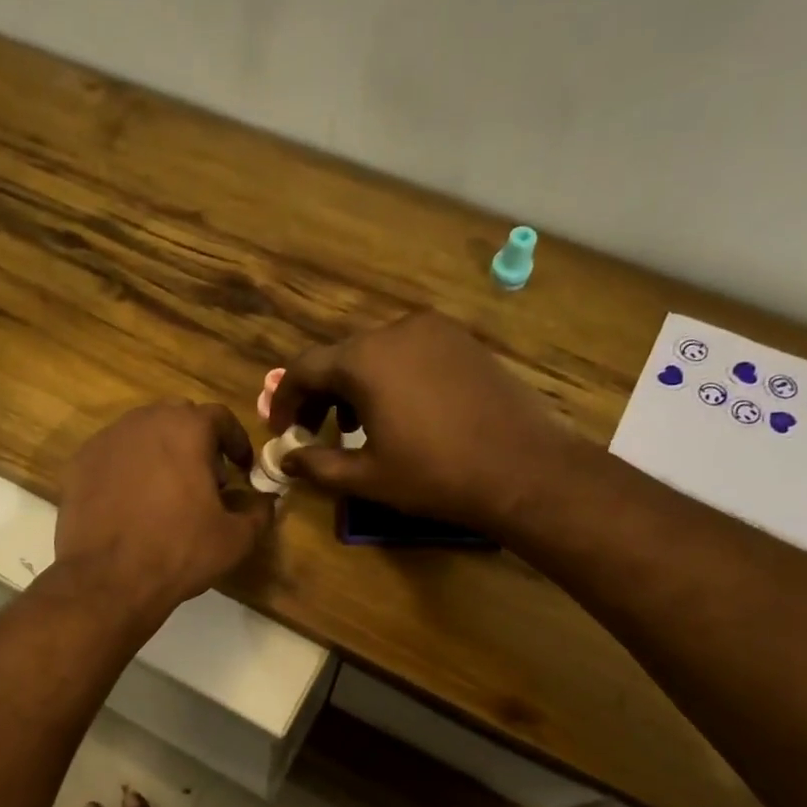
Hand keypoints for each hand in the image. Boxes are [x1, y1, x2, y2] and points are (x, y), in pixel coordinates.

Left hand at [57, 401, 272, 622]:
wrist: (107, 580)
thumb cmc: (179, 552)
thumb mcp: (235, 539)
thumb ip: (258, 512)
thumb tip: (266, 501)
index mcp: (186, 429)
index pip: (220, 417)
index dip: (236, 441)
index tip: (242, 467)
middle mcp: (143, 422)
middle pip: (178, 417)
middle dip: (197, 441)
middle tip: (207, 478)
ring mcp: (106, 440)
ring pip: (142, 433)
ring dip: (162, 452)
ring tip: (168, 491)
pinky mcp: (79, 464)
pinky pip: (113, 455)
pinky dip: (129, 468)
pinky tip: (133, 502)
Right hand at [268, 313, 577, 532]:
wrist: (524, 469)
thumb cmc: (435, 475)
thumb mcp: (366, 477)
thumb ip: (317, 464)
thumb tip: (287, 461)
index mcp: (365, 359)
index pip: (305, 368)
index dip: (284, 401)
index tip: (281, 431)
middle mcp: (396, 330)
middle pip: (340, 357)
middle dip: (320, 394)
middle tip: (314, 430)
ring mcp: (435, 331)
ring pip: (375, 352)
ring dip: (354, 386)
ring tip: (355, 426)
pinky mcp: (463, 341)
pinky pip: (409, 352)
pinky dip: (389, 377)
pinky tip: (398, 412)